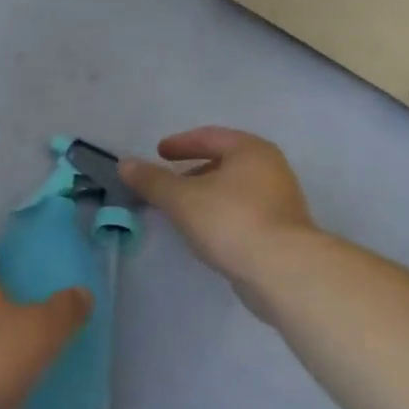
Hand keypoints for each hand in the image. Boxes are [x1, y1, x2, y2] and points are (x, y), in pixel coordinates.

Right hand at [120, 127, 315, 319]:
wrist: (283, 271)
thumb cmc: (231, 221)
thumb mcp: (181, 198)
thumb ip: (152, 180)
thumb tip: (125, 163)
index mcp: (250, 150)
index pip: (210, 136)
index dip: (181, 143)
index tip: (159, 153)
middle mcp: (271, 168)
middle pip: (225, 161)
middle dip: (194, 170)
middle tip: (169, 181)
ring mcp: (281, 200)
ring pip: (235, 189)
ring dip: (208, 194)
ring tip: (182, 209)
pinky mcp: (283, 231)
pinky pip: (244, 212)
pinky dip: (221, 214)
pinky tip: (206, 232)